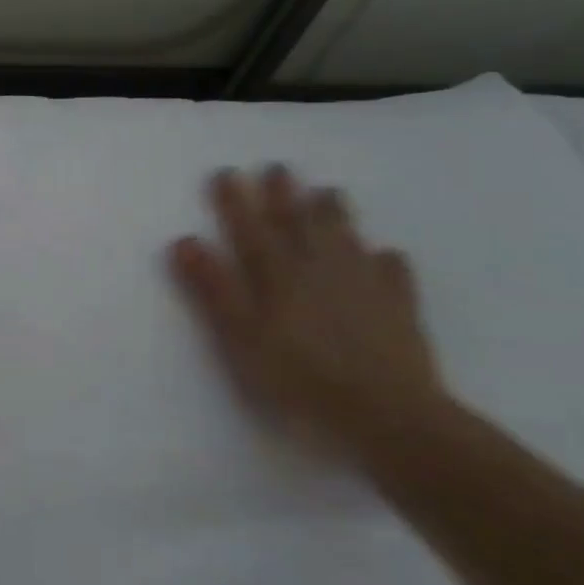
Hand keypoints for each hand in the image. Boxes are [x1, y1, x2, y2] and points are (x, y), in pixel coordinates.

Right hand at [169, 165, 450, 460]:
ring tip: (328, 192)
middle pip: (299, 222)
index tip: (226, 172)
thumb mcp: (240, 338)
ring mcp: (363, 285)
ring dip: (333, 213)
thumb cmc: (300, 380)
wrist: (388, 417)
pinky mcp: (398, 307)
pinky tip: (386, 254)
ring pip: (345, 237)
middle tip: (278, 167)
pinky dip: (385, 258)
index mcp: (277, 275)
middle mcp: (319, 268)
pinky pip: (392, 272)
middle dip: (284, 194)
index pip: (249, 228)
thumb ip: (214, 289)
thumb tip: (186, 240)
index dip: (235, 200)